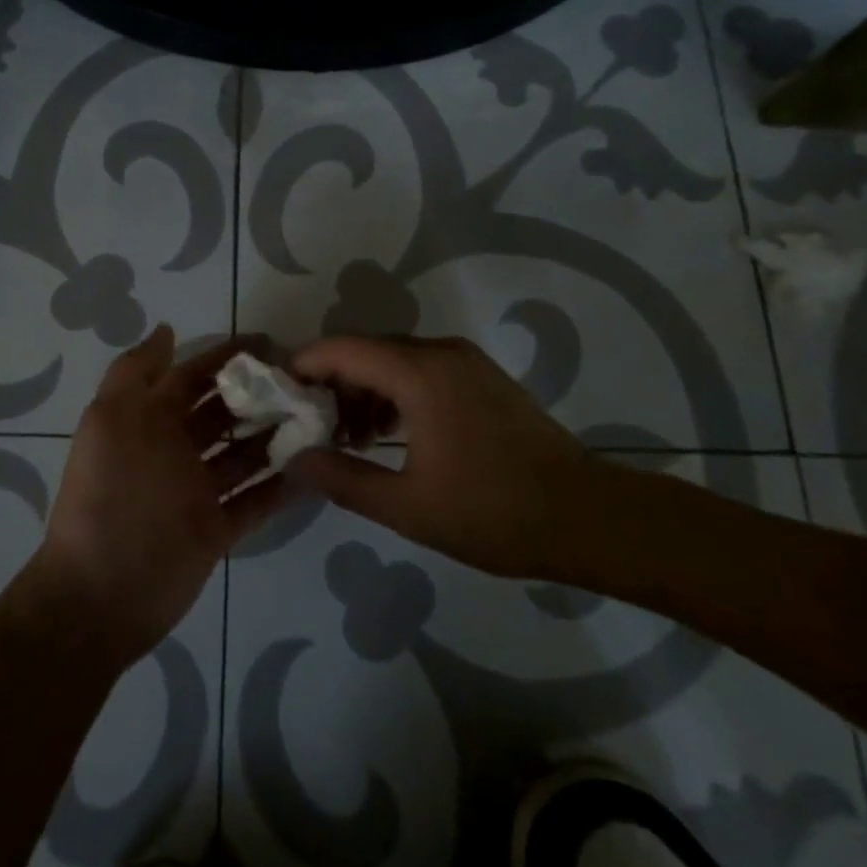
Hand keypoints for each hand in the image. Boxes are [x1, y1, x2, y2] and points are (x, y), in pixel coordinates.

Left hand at [31, 327, 289, 669]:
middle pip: (222, 414)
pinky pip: (255, 500)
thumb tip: (166, 331)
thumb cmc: (113, 495)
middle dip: (258, 396)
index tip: (269, 344)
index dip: (225, 358)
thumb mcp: (113, 420)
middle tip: (305, 385)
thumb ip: (137, 372)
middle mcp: (173, 451)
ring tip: (319, 421)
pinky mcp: (216, 529)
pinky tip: (315, 469)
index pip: (192, 378)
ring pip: (244, 454)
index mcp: (147, 422)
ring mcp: (196, 492)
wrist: (102, 594)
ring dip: (277, 437)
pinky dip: (281, 486)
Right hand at [287, 335, 617, 580]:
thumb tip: (294, 459)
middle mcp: (441, 353)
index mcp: (419, 374)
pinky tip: (390, 436)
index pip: (342, 349)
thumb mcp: (407, 506)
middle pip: (366, 351)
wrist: (586, 517)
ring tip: (349, 440)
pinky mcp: (483, 378)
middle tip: (312, 428)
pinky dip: (395, 393)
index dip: (303, 367)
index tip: (279, 399)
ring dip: (364, 391)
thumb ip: (342, 478)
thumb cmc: (492, 512)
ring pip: (394, 360)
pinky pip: (422, 371)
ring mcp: (467, 363)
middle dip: (332, 384)